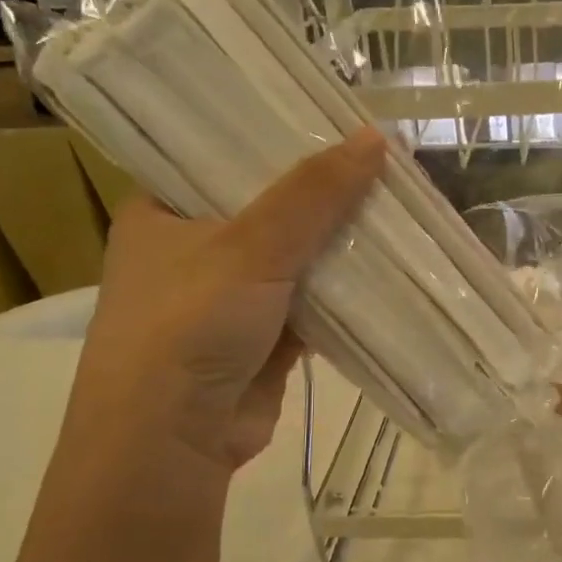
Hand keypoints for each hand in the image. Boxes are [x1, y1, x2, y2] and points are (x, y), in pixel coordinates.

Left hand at [67, 127, 385, 474]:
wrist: (170, 442)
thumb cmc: (189, 326)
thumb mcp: (250, 246)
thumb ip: (313, 194)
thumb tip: (377, 138)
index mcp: (163, 212)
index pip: (223, 156)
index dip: (278, 138)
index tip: (333, 119)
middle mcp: (193, 251)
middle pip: (269, 209)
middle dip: (323, 197)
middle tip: (381, 165)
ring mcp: (229, 300)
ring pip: (296, 261)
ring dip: (340, 248)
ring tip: (398, 209)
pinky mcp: (262, 341)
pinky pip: (312, 306)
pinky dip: (344, 295)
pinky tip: (388, 272)